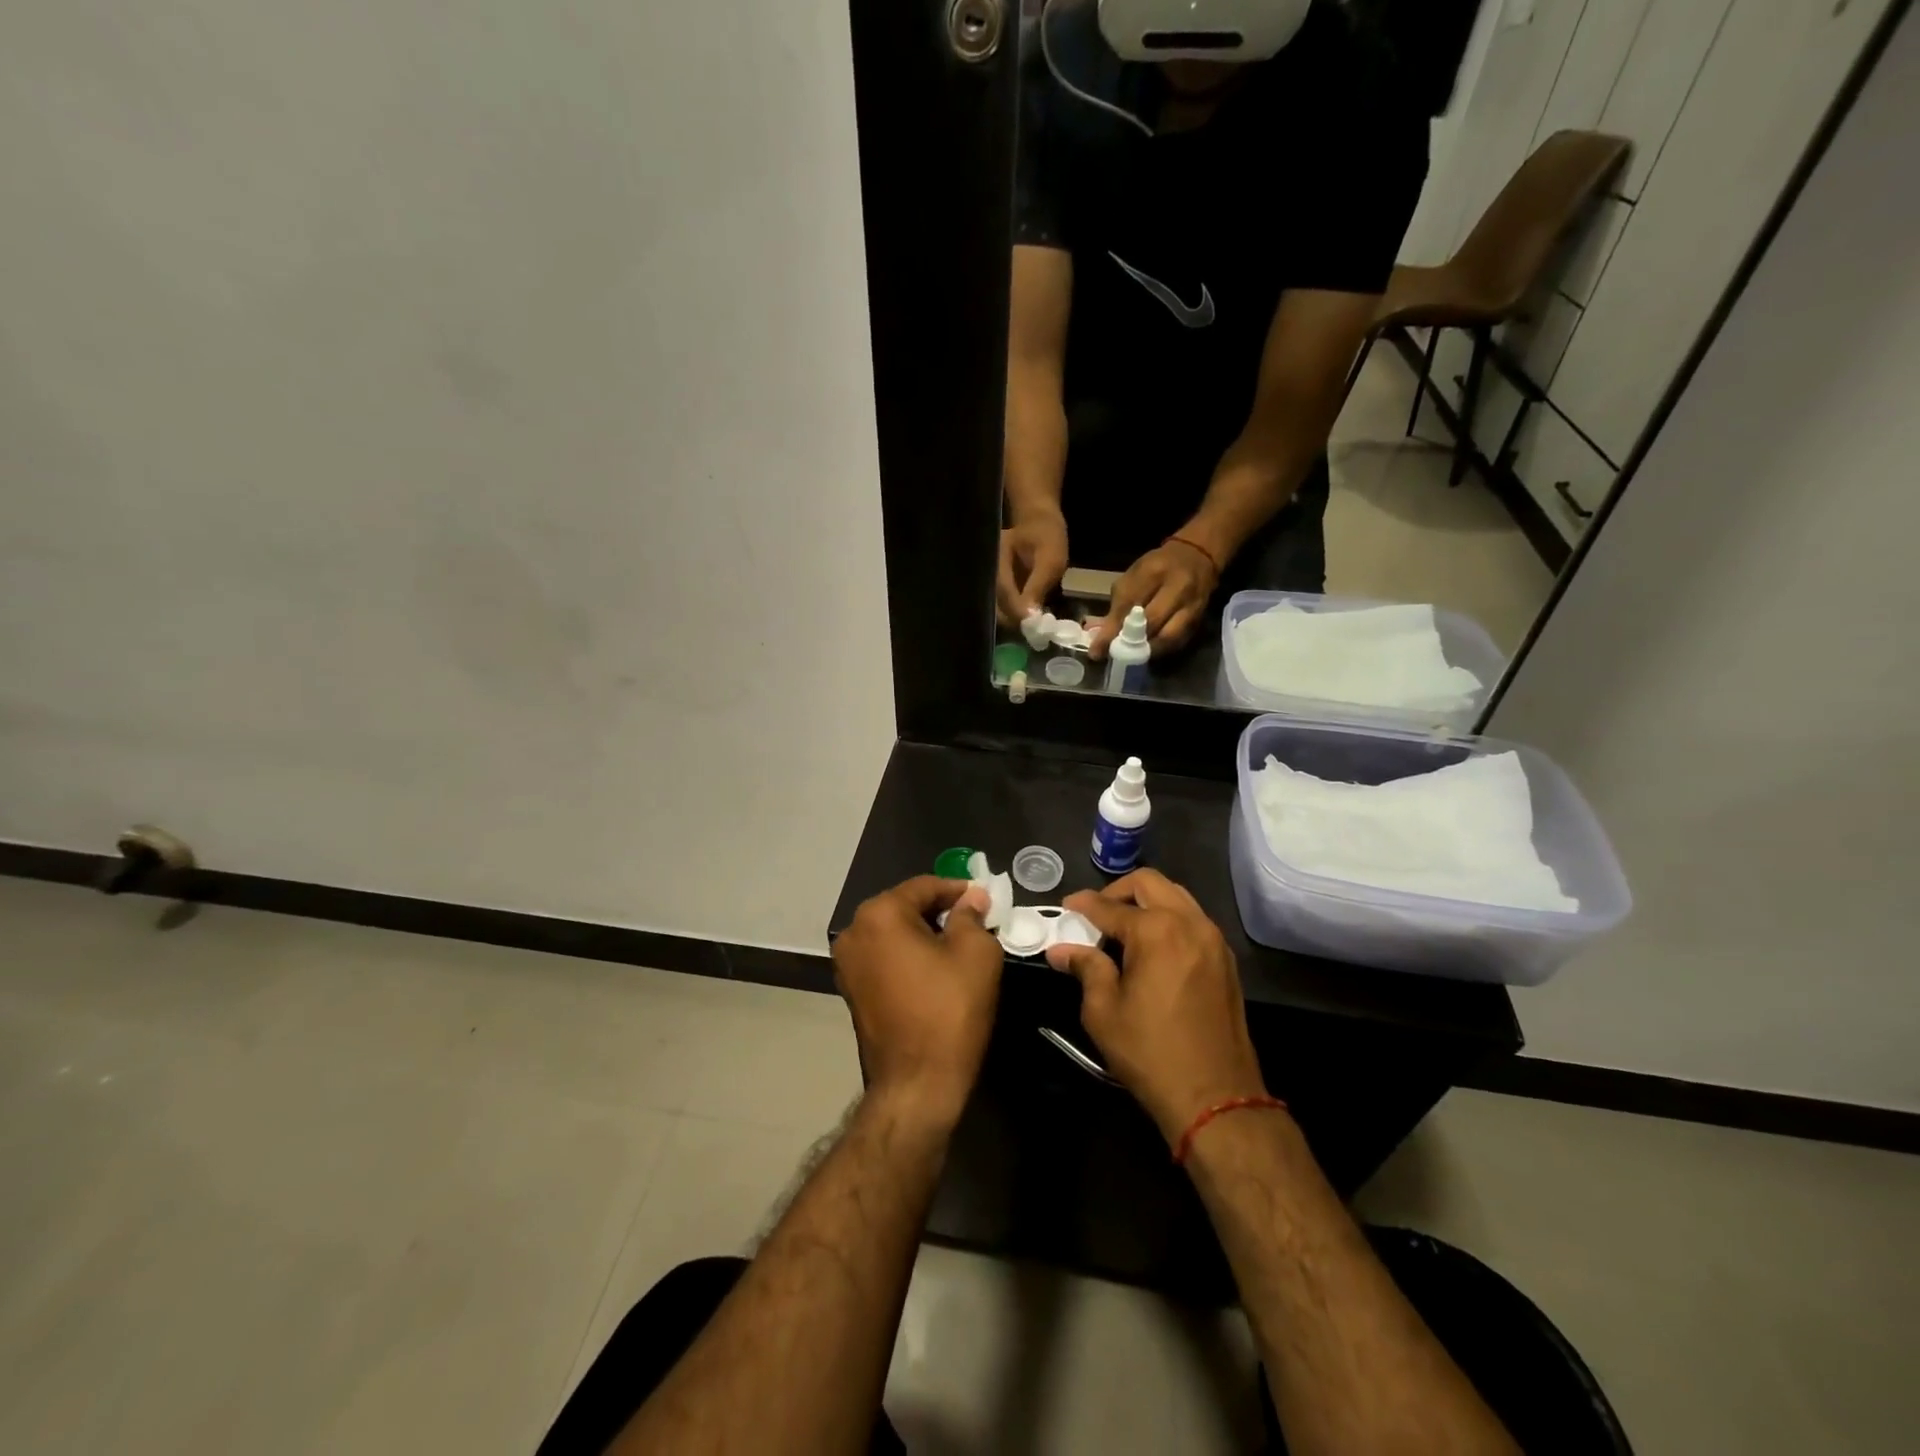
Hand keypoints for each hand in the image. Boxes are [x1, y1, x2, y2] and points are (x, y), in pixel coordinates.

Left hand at [833, 876, 1005, 1127]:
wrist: (917, 1084)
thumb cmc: (949, 1011)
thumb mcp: (976, 954)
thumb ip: (972, 916)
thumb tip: (972, 898)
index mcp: (879, 914)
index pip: (924, 886)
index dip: (958, 890)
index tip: (984, 899)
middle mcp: (854, 931)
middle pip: (904, 906)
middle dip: (939, 911)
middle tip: (975, 921)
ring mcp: (847, 963)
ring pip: (893, 932)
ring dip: (924, 934)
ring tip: (958, 945)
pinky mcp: (851, 990)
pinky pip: (884, 957)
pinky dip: (908, 955)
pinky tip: (935, 969)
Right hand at [995, 512, 1069, 624]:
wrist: (1039, 521)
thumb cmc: (1047, 536)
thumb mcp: (1049, 560)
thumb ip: (1037, 587)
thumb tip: (1029, 618)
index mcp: (996, 558)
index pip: (1002, 591)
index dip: (1016, 611)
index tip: (1032, 628)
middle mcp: (987, 570)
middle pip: (993, 604)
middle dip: (1013, 620)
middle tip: (1035, 634)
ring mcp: (990, 579)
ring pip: (996, 608)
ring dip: (1014, 620)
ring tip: (1034, 629)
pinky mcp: (997, 586)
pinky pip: (1002, 605)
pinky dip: (1014, 615)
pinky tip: (1028, 620)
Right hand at [1044, 870, 1267, 1143]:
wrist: (1215, 1095)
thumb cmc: (1150, 1051)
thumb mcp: (1104, 1011)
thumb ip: (1086, 968)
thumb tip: (1061, 950)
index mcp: (1156, 931)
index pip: (1109, 906)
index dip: (1083, 904)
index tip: (1065, 907)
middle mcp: (1188, 922)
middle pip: (1149, 883)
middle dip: (1118, 892)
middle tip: (1097, 914)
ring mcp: (1212, 939)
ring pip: (1176, 896)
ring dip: (1147, 902)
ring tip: (1123, 929)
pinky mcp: (1225, 959)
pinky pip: (1193, 919)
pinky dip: (1169, 918)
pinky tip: (1152, 947)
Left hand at [1088, 539, 1218, 658]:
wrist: (1196, 557)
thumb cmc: (1156, 568)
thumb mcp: (1133, 577)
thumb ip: (1118, 605)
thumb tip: (1101, 637)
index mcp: (1154, 571)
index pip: (1130, 603)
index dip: (1112, 629)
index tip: (1097, 650)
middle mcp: (1177, 586)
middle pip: (1152, 620)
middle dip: (1129, 642)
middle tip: (1114, 654)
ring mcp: (1192, 604)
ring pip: (1168, 636)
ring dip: (1146, 650)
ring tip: (1131, 656)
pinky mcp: (1199, 619)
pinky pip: (1178, 641)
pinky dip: (1160, 650)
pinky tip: (1148, 653)